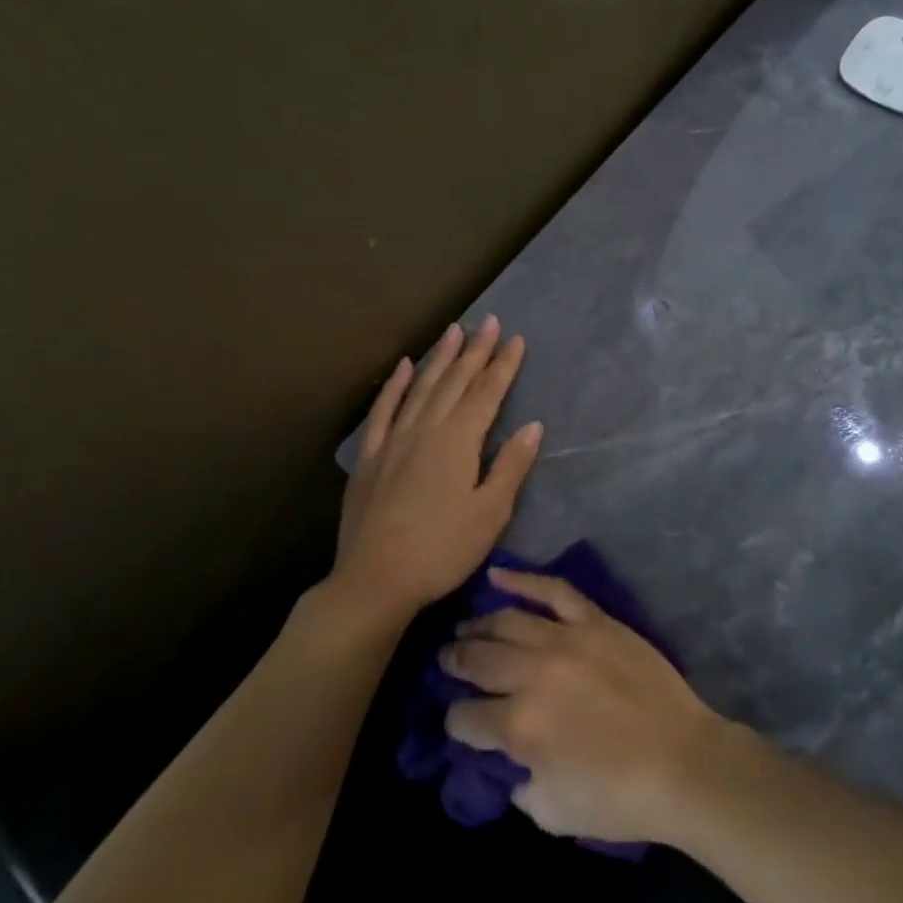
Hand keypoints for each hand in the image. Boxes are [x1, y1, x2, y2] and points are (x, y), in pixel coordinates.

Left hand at [334, 318, 542, 623]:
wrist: (375, 581)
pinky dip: (394, 386)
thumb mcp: (490, 513)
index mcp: (458, 441)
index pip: (487, 393)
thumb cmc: (442, 550)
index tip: (516, 339)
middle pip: (455, 382)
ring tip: (453, 331)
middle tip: (488, 321)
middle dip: (475, 350)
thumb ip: (510, 466)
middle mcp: (426, 429)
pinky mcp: (369, 457)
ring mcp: (393, 440)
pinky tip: (403, 367)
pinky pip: (383, 411)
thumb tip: (532, 426)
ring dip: (440, 357)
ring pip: (421, 388)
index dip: (503, 365)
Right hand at [442, 569, 725, 845]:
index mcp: (520, 727)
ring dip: (480, 624)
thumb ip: (520, 785)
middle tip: (446, 659)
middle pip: (480, 660)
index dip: (455, 721)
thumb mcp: (553, 813)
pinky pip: (554, 591)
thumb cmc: (619, 798)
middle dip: (456, 661)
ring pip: (509, 621)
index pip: (467, 717)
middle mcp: (535, 675)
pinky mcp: (596, 621)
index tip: (458, 720)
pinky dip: (523, 580)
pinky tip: (498, 576)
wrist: (682, 762)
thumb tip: (511, 762)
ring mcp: (567, 640)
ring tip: (465, 627)